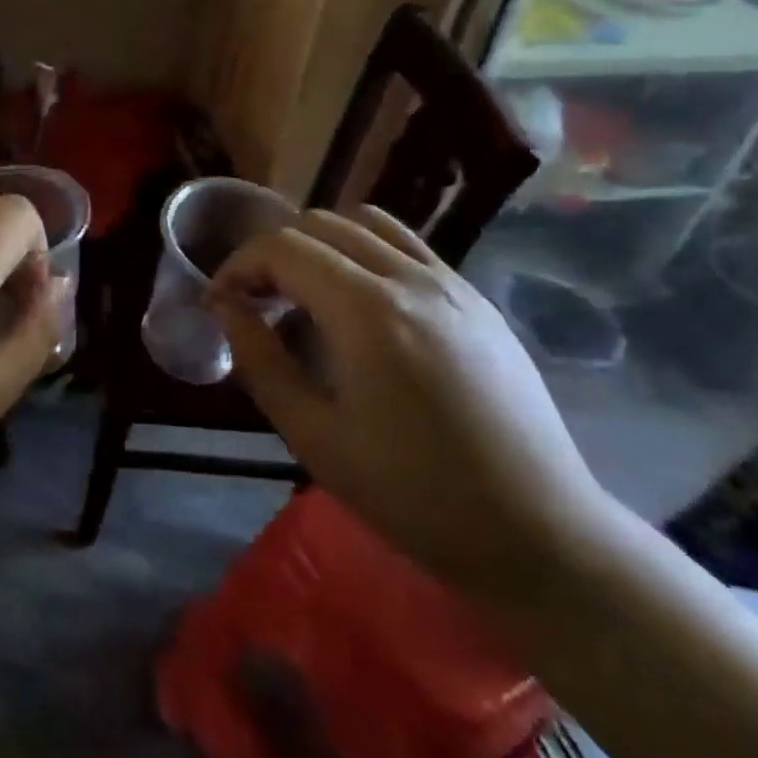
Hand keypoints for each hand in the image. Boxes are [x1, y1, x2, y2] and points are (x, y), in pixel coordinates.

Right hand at [208, 206, 614, 597]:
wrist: (538, 533)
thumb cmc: (412, 494)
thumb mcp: (313, 435)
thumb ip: (260, 360)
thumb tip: (226, 308)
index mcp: (368, 311)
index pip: (283, 248)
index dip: (238, 266)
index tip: (219, 304)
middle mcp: (411, 279)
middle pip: (320, 224)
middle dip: (273, 253)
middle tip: (255, 302)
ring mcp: (452, 284)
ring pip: (366, 223)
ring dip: (319, 245)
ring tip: (304, 295)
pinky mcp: (477, 301)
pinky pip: (406, 247)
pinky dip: (363, 253)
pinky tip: (358, 307)